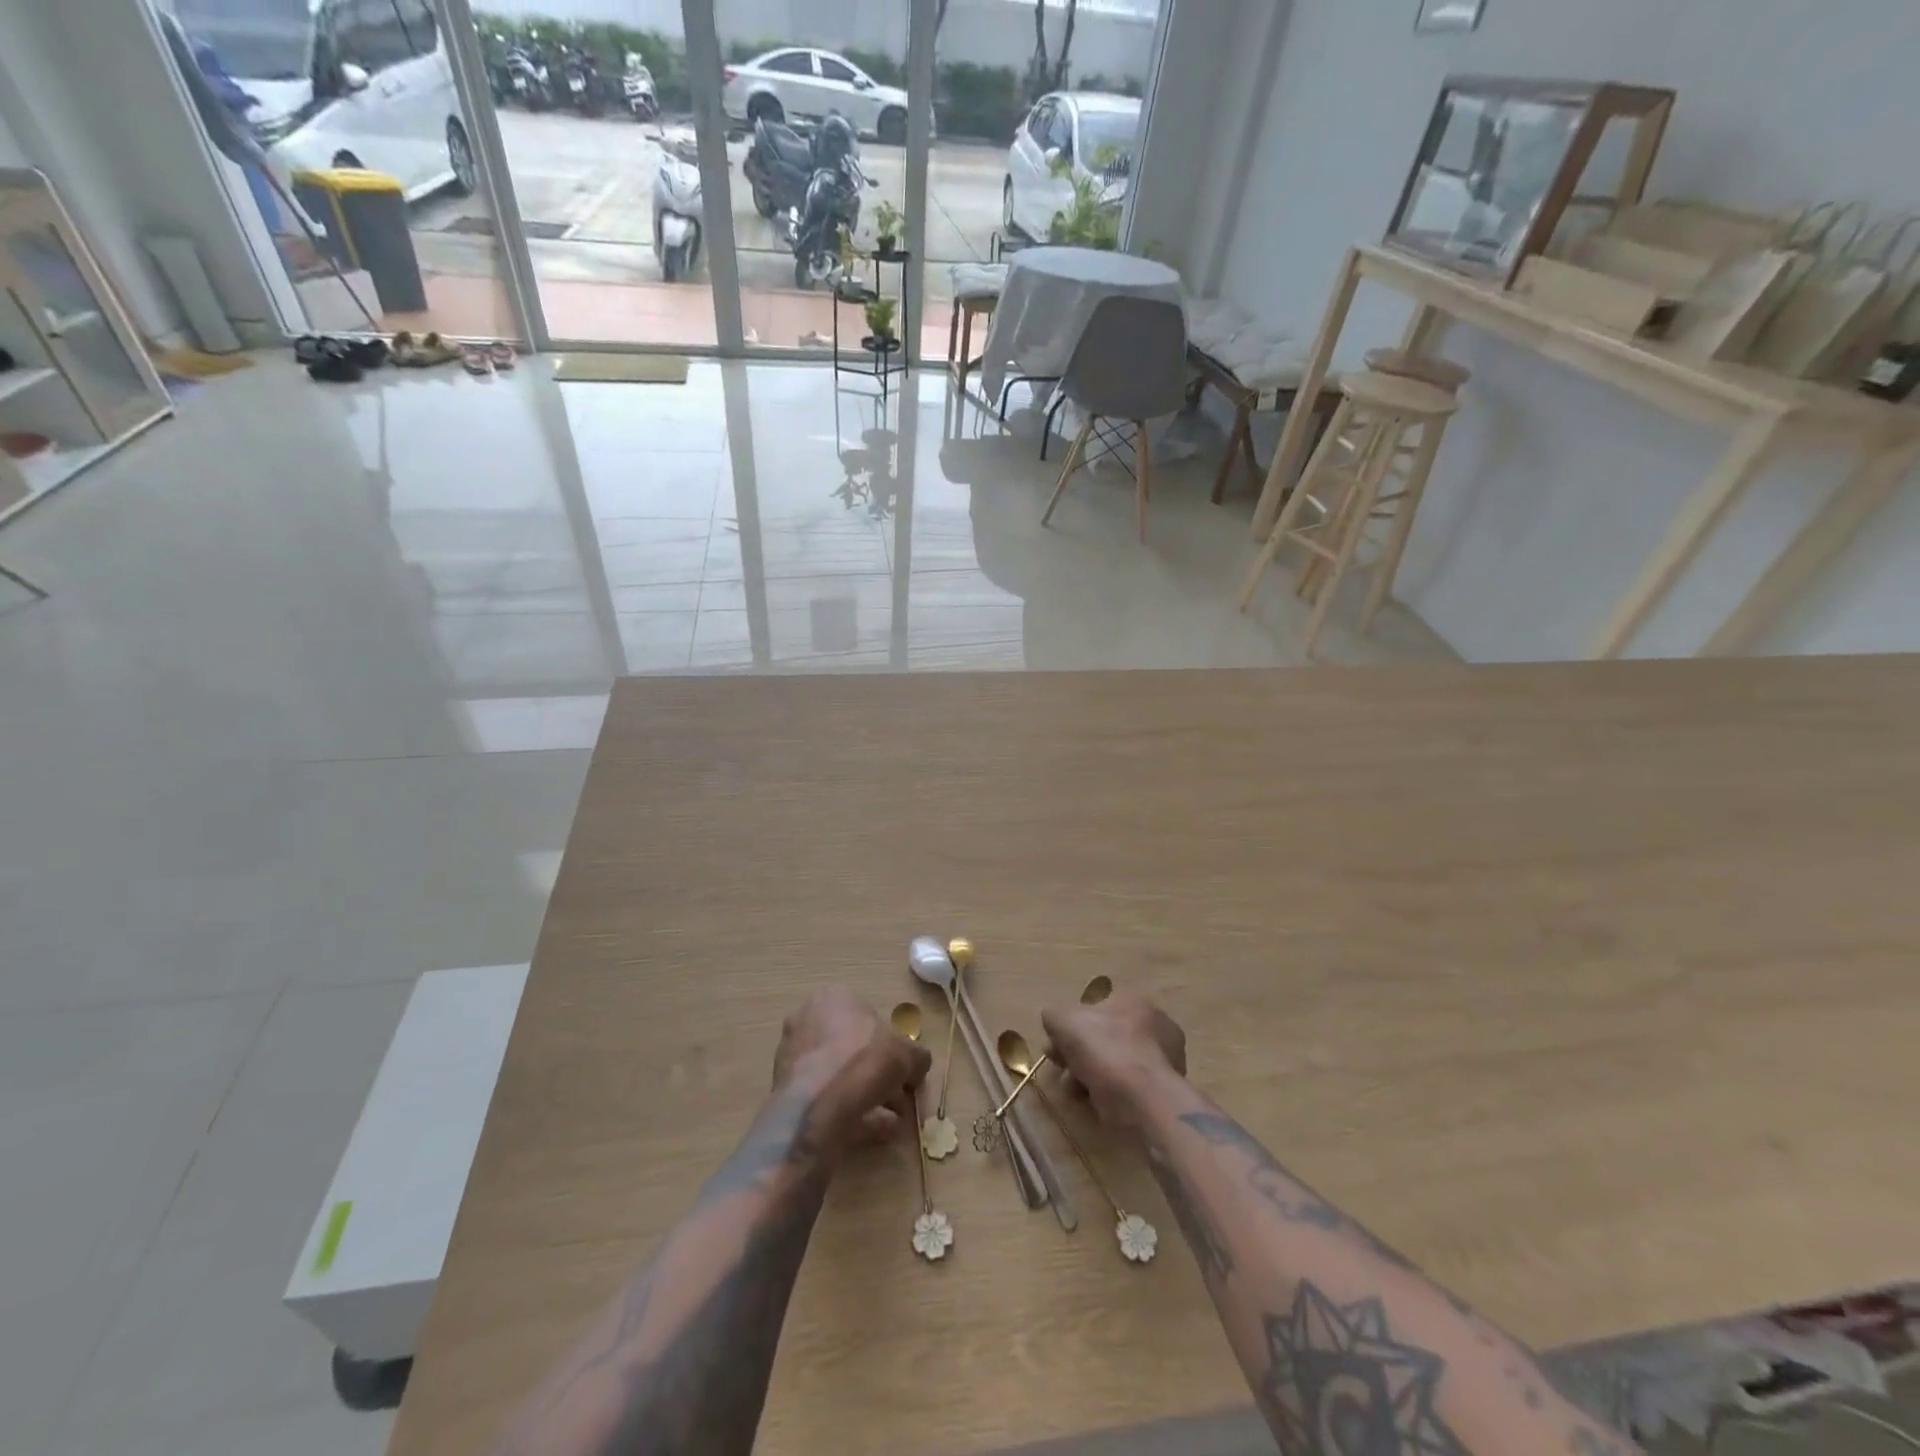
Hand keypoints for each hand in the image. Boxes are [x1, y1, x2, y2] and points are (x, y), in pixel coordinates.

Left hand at [772, 989, 930, 1153]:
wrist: (815, 1108)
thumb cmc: (863, 1063)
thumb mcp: (906, 1055)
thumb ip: (917, 1057)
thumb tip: (919, 1065)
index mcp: (834, 998)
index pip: (869, 1016)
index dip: (891, 1045)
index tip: (904, 1069)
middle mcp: (808, 1019)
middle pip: (853, 1048)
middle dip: (879, 1074)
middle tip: (899, 1097)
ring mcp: (793, 1055)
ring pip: (839, 1074)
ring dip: (867, 1095)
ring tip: (891, 1121)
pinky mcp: (785, 1089)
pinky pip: (826, 1096)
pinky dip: (850, 1110)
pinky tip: (873, 1130)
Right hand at [1042, 990, 1186, 1131]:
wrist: (1141, 1100)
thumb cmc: (1104, 1050)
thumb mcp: (1065, 1022)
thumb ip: (1054, 1016)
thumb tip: (1053, 1021)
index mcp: (1135, 1002)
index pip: (1097, 1009)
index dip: (1072, 1027)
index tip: (1055, 1047)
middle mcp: (1156, 1026)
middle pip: (1105, 1038)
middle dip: (1079, 1055)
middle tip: (1062, 1071)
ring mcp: (1164, 1061)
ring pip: (1115, 1065)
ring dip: (1090, 1077)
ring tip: (1075, 1092)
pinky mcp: (1164, 1092)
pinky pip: (1128, 1088)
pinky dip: (1109, 1094)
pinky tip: (1094, 1103)